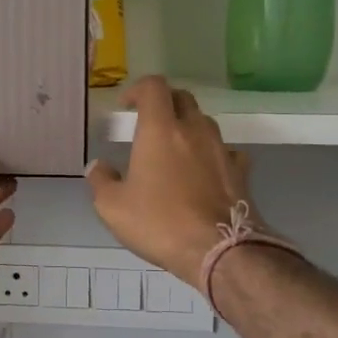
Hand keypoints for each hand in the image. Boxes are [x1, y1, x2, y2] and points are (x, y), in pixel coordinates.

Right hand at [86, 77, 255, 289]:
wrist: (219, 250)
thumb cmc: (159, 223)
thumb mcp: (113, 207)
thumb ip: (101, 181)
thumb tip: (97, 166)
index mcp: (160, 130)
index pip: (153, 87)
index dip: (138, 89)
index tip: (126, 106)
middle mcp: (194, 130)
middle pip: (182, 98)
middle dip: (164, 103)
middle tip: (148, 123)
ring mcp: (221, 149)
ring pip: (205, 123)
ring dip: (188, 127)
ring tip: (174, 150)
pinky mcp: (240, 171)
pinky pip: (225, 151)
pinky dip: (211, 154)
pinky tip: (204, 173)